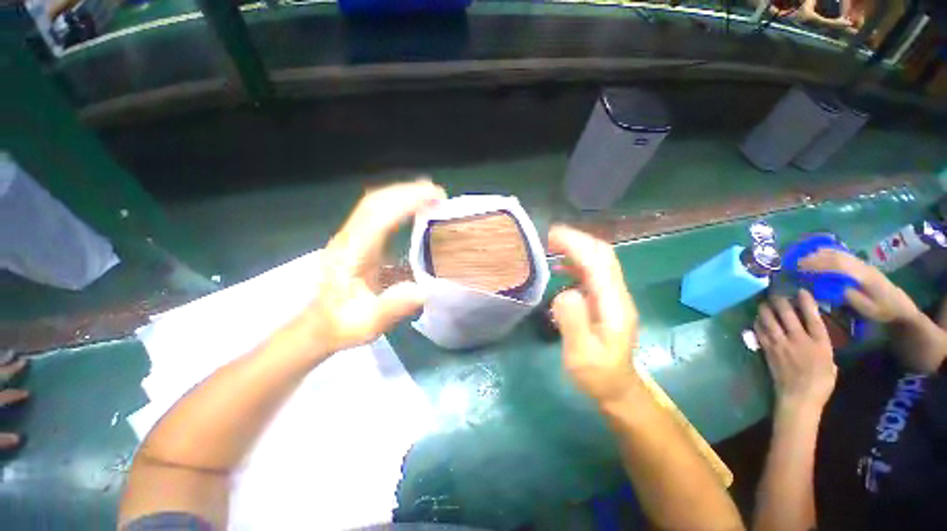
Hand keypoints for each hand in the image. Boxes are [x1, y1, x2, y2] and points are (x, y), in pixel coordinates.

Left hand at [296, 180, 445, 357]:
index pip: (379, 216)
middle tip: (437, 192)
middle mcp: (348, 239)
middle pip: (375, 201)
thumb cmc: (344, 324)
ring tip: (428, 195)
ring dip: (401, 194)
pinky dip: (396, 206)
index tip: (434, 196)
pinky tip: (412, 210)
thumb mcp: (368, 323)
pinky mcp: (356, 241)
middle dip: (407, 191)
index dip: (406, 201)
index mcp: (351, 254)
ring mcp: (350, 238)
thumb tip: (424, 290)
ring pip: (374, 204)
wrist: (320, 325)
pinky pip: (376, 214)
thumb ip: (393, 307)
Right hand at [549, 225, 639, 405]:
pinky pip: (593, 272)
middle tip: (549, 236)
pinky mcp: (606, 300)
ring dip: (577, 247)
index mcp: (614, 304)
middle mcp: (618, 294)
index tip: (551, 235)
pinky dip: (577, 261)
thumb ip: (573, 322)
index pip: (597, 262)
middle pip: (603, 255)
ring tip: (552, 245)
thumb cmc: (597, 374)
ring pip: (599, 260)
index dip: (576, 244)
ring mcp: (613, 296)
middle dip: (577, 239)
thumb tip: (564, 291)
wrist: (617, 387)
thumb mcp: (581, 354)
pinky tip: (561, 266)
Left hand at [755, 290, 836, 412]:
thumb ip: (822, 347)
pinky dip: (758, 323)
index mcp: (820, 343)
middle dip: (781, 301)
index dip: (806, 302)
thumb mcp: (830, 363)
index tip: (801, 291)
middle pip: (787, 315)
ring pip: (770, 321)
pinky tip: (757, 319)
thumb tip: (815, 336)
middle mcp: (799, 340)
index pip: (813, 318)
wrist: (799, 398)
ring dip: (765, 310)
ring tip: (764, 302)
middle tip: (776, 292)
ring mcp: (781, 344)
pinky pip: (760, 332)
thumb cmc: (821, 383)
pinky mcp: (768, 350)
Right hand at [800, 249, 919, 323]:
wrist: (900, 306)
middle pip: (835, 255)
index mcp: (863, 275)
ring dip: (818, 254)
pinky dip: (826, 253)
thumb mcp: (866, 308)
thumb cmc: (882, 310)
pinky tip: (817, 256)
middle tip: (794, 263)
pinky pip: (841, 255)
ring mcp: (861, 263)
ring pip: (838, 253)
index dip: (817, 264)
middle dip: (813, 257)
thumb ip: (848, 296)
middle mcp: (861, 265)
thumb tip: (829, 287)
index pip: (837, 264)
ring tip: (802, 258)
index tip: (798, 267)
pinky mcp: (860, 265)